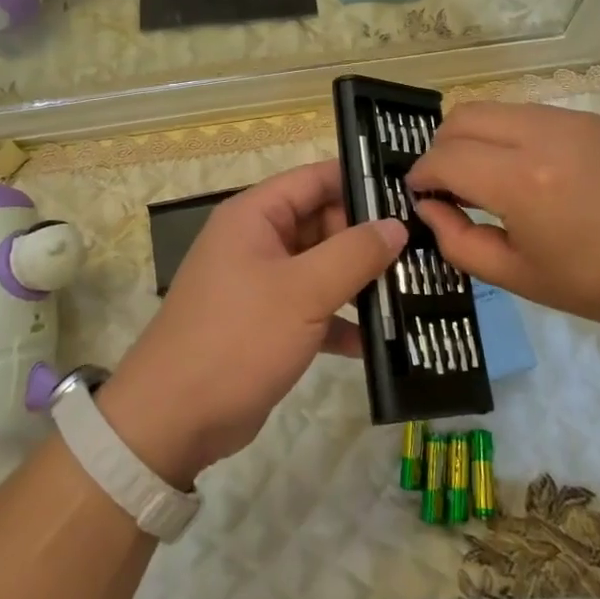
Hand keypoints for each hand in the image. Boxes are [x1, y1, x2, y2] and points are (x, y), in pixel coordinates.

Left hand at [98, 162, 406, 486]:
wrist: (174, 419)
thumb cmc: (238, 338)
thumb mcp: (303, 291)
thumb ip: (354, 253)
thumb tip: (396, 225)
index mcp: (255, 216)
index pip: (314, 179)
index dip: (360, 181)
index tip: (410, 192)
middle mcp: (257, 241)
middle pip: (322, 222)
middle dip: (367, 237)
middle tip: (424, 248)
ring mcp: (262, 284)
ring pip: (322, 267)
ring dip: (360, 280)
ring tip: (416, 288)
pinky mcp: (268, 324)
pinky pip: (314, 308)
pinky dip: (342, 320)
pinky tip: (381, 340)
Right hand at [406, 103, 599, 341]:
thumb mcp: (524, 279)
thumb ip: (462, 243)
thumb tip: (430, 211)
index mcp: (520, 180)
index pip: (443, 158)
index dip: (420, 176)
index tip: (418, 197)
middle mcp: (539, 134)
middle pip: (461, 117)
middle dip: (440, 149)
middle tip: (448, 189)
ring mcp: (569, 119)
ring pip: (494, 109)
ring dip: (474, 138)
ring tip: (487, 182)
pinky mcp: (591, 119)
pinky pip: (528, 115)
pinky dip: (508, 135)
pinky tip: (529, 174)